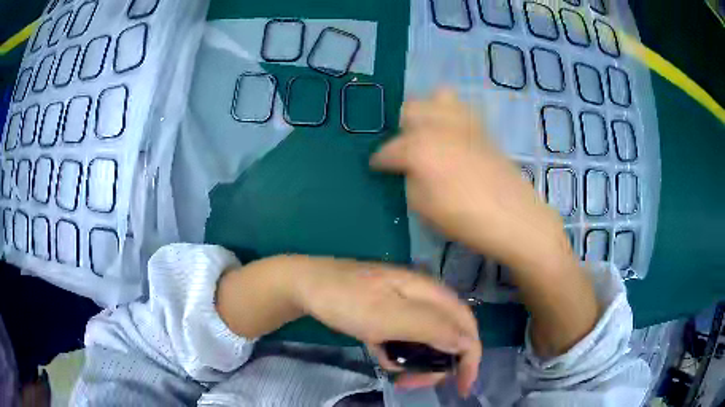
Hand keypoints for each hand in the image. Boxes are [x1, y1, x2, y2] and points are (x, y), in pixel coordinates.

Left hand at [290, 256, 481, 395]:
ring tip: (388, 364)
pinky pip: (404, 338)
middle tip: (410, 382)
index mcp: (430, 292)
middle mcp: (424, 297)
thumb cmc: (346, 300)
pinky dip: (395, 350)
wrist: (306, 285)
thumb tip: (467, 342)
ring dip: (413, 359)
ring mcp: (406, 305)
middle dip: (435, 364)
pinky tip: (377, 350)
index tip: (461, 387)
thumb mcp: (388, 317)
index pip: (466, 326)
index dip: (470, 357)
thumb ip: (431, 327)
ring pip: (425, 340)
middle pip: (448, 335)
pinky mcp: (390, 313)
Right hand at [371, 89, 570, 273]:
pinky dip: (450, 114)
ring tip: (429, 133)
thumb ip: (408, 178)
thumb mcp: (421, 206)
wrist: (512, 216)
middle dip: (402, 127)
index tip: (376, 168)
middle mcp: (438, 125)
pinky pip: (462, 108)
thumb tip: (407, 167)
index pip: (388, 150)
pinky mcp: (482, 127)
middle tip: (405, 149)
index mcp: (418, 147)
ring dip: (427, 112)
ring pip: (438, 97)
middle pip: (411, 109)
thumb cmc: (463, 217)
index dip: (379, 160)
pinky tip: (452, 134)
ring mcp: (463, 122)